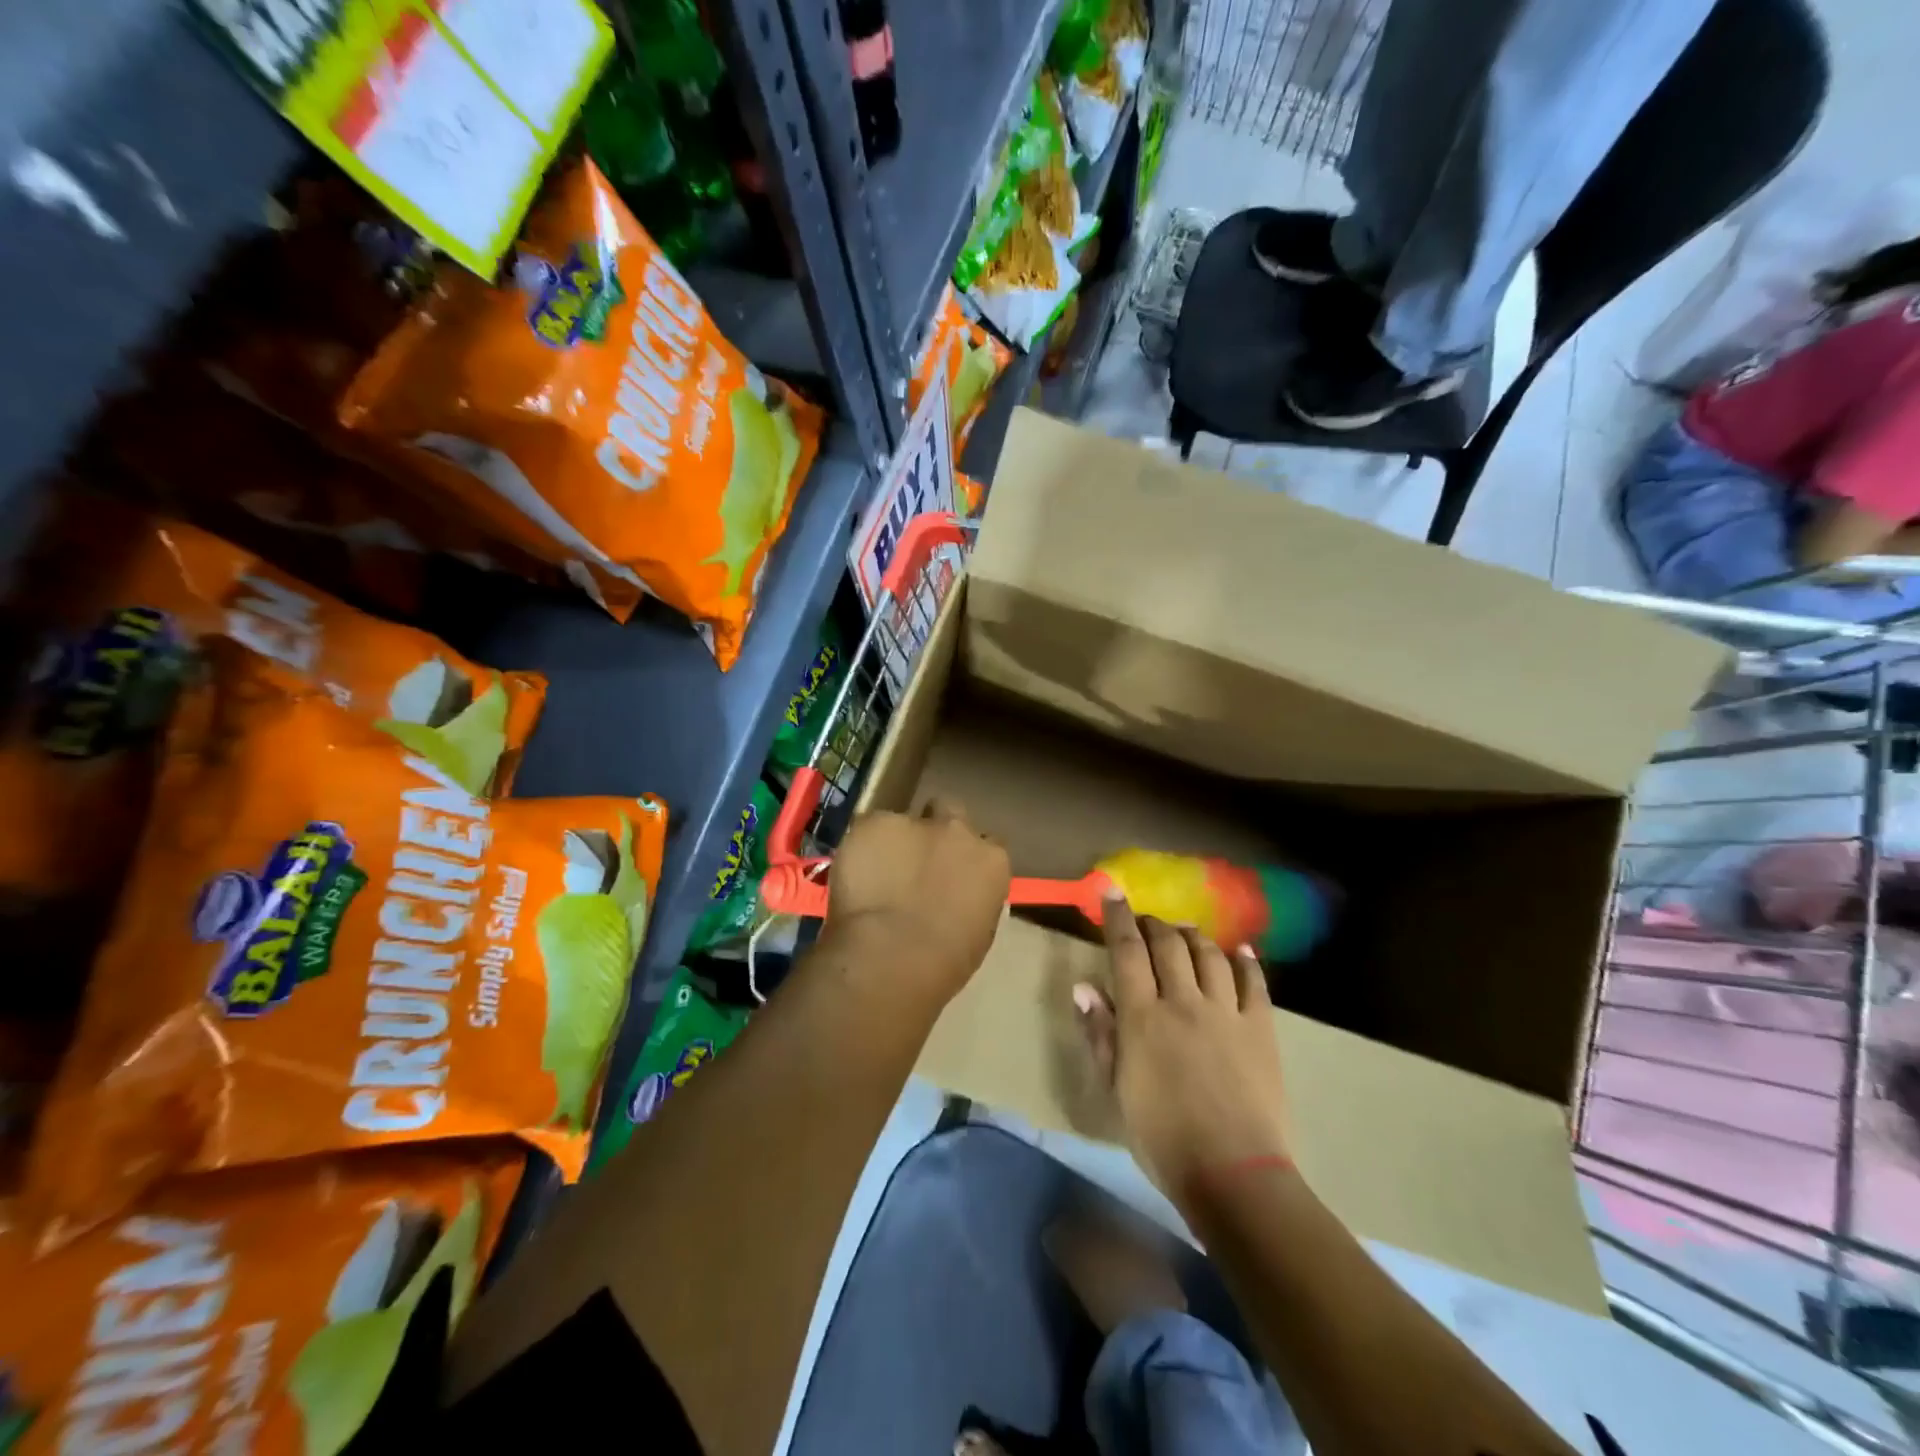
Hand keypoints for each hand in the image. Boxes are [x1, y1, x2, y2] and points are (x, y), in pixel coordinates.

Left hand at [824, 798, 1009, 1005]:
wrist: (892, 954)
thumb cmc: (944, 962)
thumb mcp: (977, 932)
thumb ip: (970, 899)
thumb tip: (955, 897)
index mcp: (991, 860)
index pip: (987, 845)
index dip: (966, 858)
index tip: (952, 876)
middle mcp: (958, 830)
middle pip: (950, 812)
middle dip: (936, 829)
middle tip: (916, 860)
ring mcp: (914, 822)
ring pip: (904, 820)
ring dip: (895, 840)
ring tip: (875, 873)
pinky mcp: (873, 823)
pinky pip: (868, 829)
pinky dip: (861, 847)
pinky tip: (853, 875)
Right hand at [1077, 895, 1290, 1215]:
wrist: (1233, 1173)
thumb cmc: (1162, 1138)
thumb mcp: (1116, 1089)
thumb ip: (1100, 1035)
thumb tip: (1083, 987)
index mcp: (1143, 1016)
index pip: (1127, 951)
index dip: (1118, 918)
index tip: (1111, 893)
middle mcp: (1183, 1001)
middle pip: (1169, 945)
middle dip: (1154, 924)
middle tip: (1146, 921)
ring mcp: (1225, 1012)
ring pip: (1208, 954)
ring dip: (1194, 936)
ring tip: (1185, 931)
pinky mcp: (1260, 1027)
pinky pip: (1254, 982)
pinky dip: (1245, 960)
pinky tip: (1239, 950)